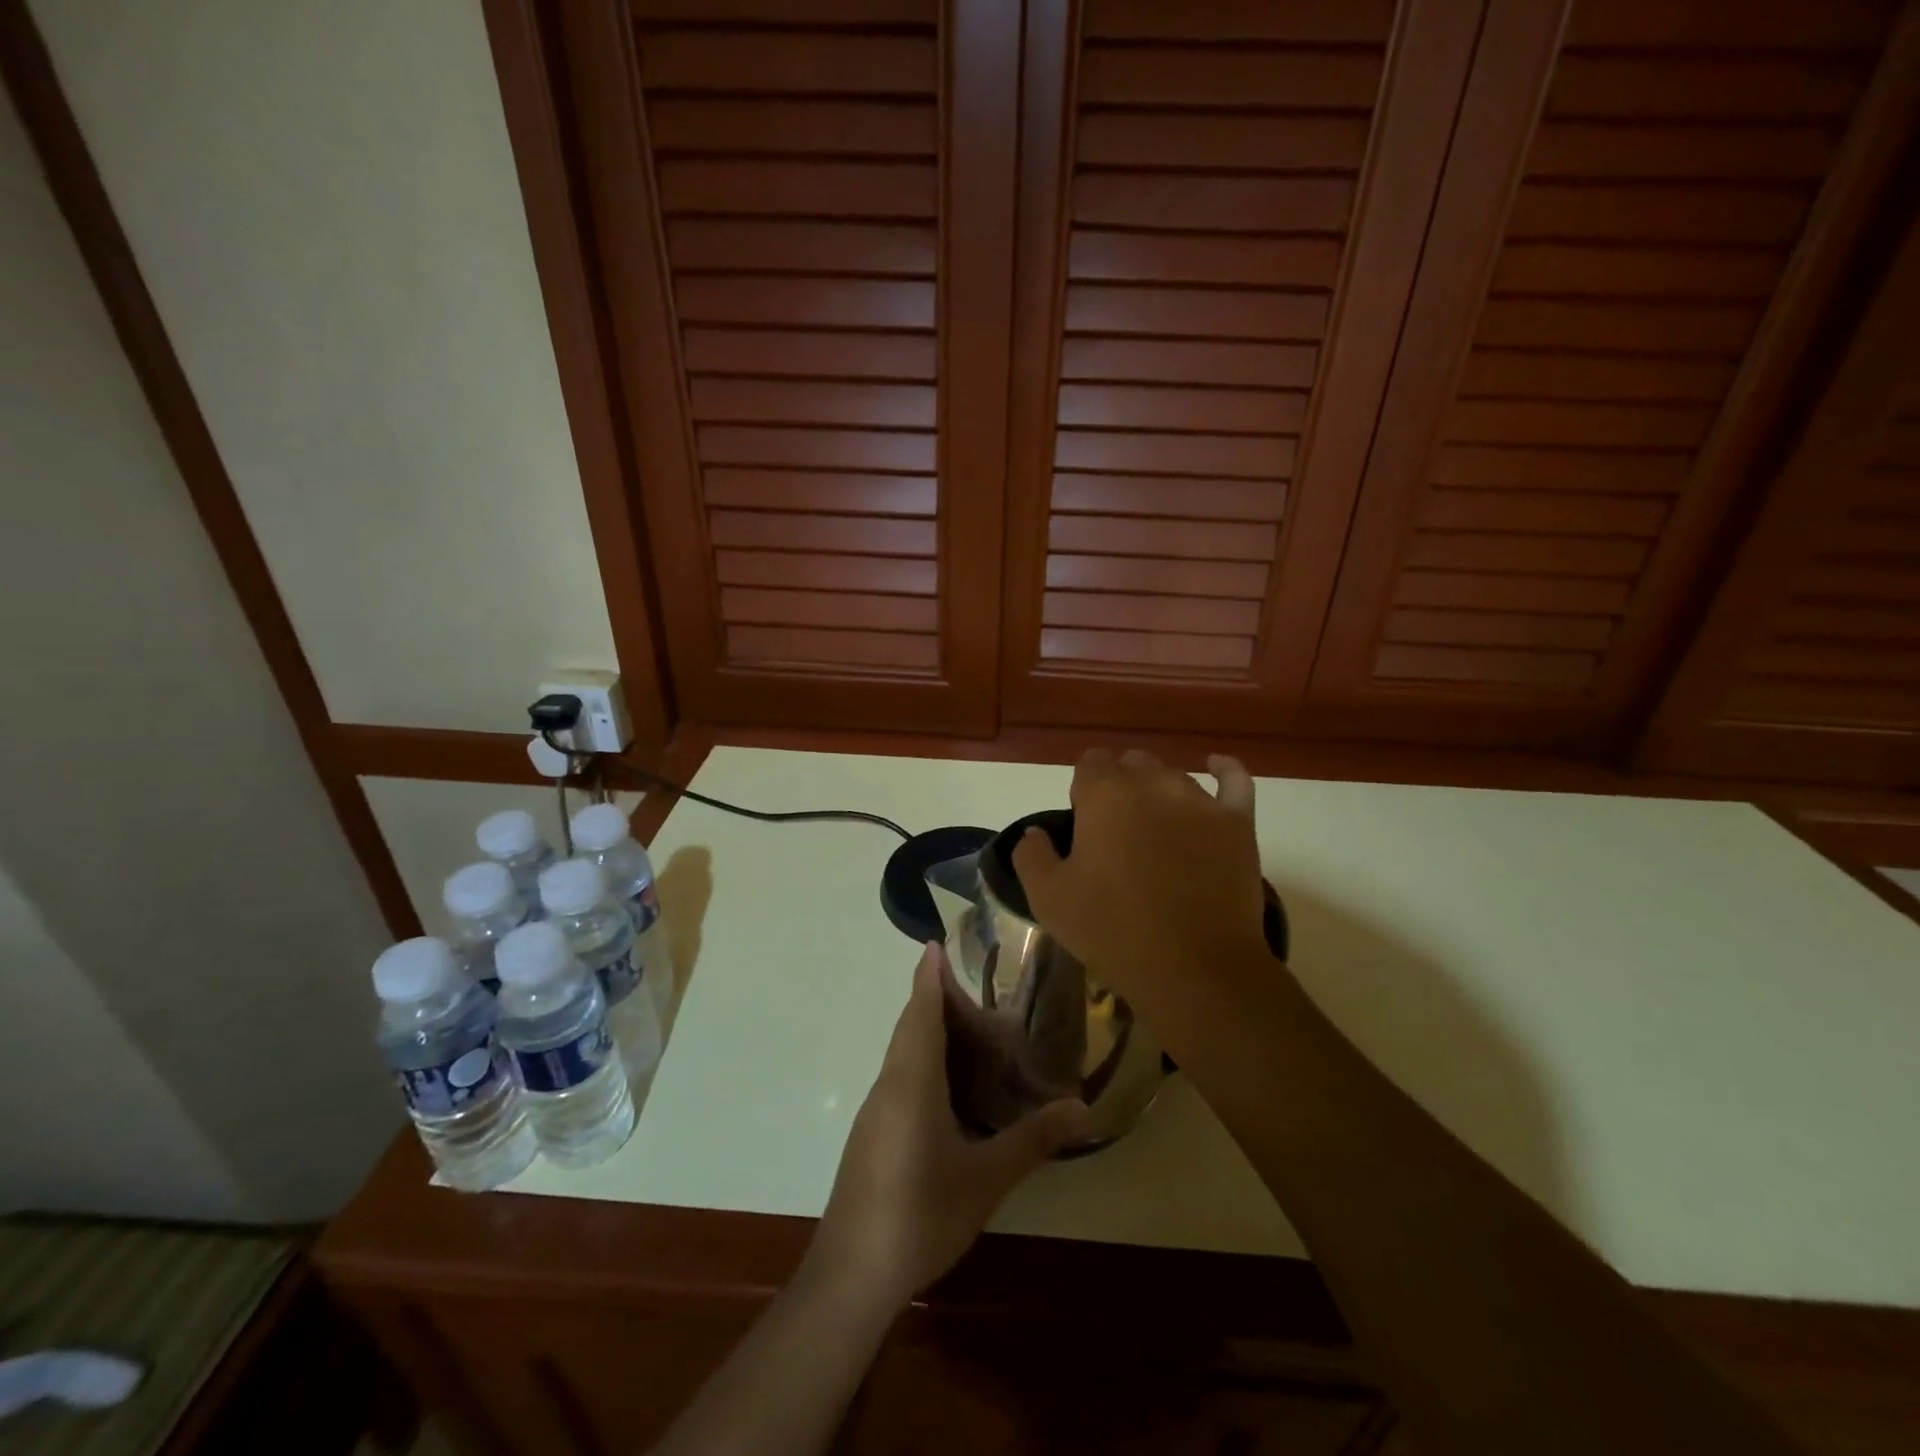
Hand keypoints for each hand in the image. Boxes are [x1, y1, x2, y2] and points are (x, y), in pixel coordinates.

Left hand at [805, 943, 1091, 1311]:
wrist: (850, 1275)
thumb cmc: (920, 1214)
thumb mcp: (985, 1178)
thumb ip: (1033, 1140)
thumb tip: (1083, 1108)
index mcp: (912, 1080)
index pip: (919, 1011)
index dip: (928, 976)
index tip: (935, 944)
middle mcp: (889, 1084)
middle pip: (909, 1026)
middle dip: (933, 1000)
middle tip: (975, 992)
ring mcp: (876, 1111)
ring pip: (901, 1053)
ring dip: (927, 1031)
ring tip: (967, 1031)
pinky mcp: (872, 1134)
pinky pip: (899, 1077)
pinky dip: (922, 1061)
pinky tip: (946, 1088)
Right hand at [1012, 749, 1268, 1016]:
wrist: (1194, 968)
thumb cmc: (1112, 930)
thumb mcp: (1047, 899)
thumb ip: (1031, 855)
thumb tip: (1035, 833)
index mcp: (1104, 795)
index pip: (1090, 763)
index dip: (1084, 788)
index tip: (1083, 823)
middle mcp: (1152, 784)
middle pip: (1132, 765)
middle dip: (1121, 786)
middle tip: (1117, 832)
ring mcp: (1200, 801)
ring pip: (1174, 776)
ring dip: (1159, 791)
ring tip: (1156, 827)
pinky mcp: (1237, 823)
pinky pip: (1235, 781)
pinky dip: (1224, 771)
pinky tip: (1216, 767)